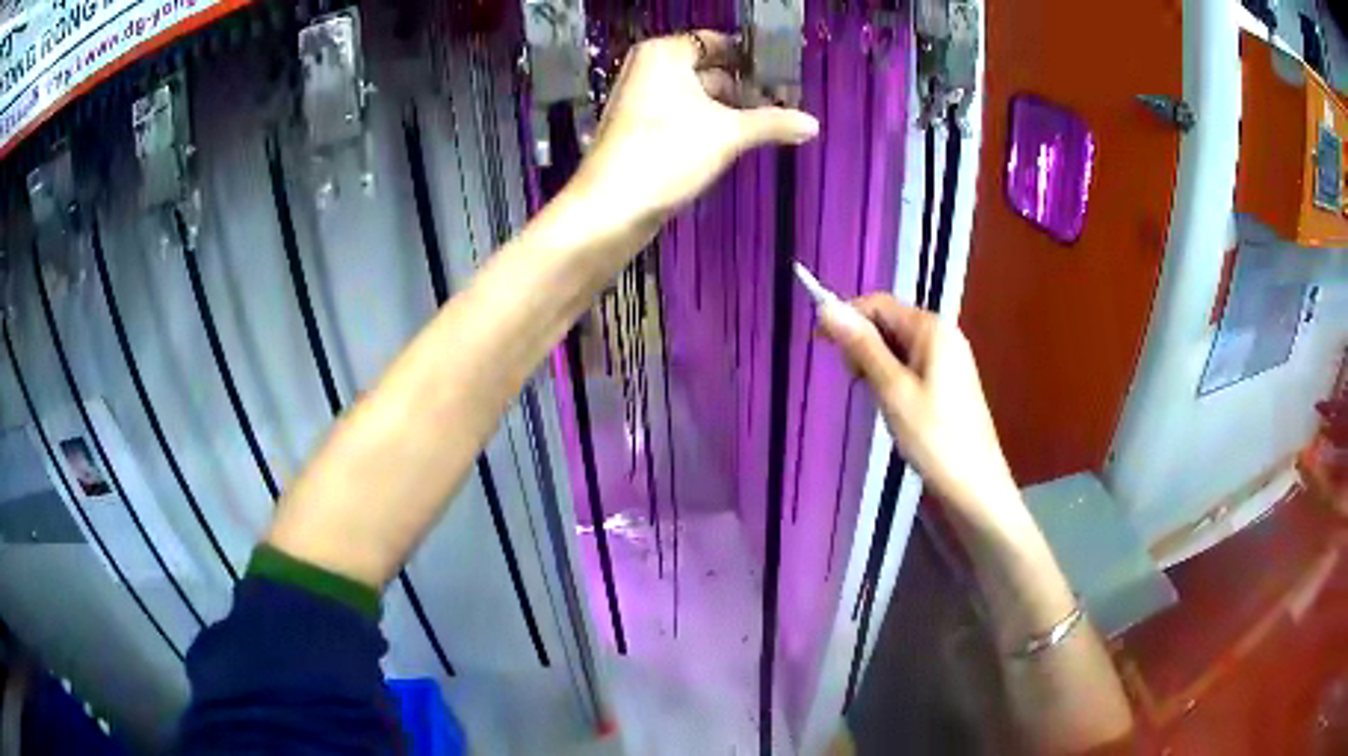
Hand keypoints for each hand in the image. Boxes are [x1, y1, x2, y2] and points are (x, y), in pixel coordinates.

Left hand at [573, 31, 818, 223]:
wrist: (611, 207)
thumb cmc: (667, 153)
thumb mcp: (728, 134)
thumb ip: (773, 123)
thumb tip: (813, 124)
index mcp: (664, 54)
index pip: (715, 41)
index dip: (749, 56)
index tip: (782, 73)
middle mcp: (649, 69)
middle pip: (707, 68)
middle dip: (743, 86)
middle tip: (782, 102)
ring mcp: (641, 100)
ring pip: (696, 95)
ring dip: (729, 108)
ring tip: (767, 124)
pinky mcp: (640, 130)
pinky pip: (682, 115)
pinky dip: (707, 123)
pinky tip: (734, 141)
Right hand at [818, 294, 1020, 528]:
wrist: (974, 484)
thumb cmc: (934, 437)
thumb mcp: (892, 390)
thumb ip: (862, 346)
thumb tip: (827, 308)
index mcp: (931, 329)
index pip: (879, 304)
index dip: (847, 317)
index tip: (821, 345)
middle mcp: (942, 334)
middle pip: (889, 322)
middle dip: (863, 344)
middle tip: (855, 382)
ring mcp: (948, 357)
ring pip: (897, 346)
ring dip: (876, 364)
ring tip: (875, 398)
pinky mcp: (948, 380)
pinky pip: (910, 364)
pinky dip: (892, 377)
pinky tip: (891, 404)